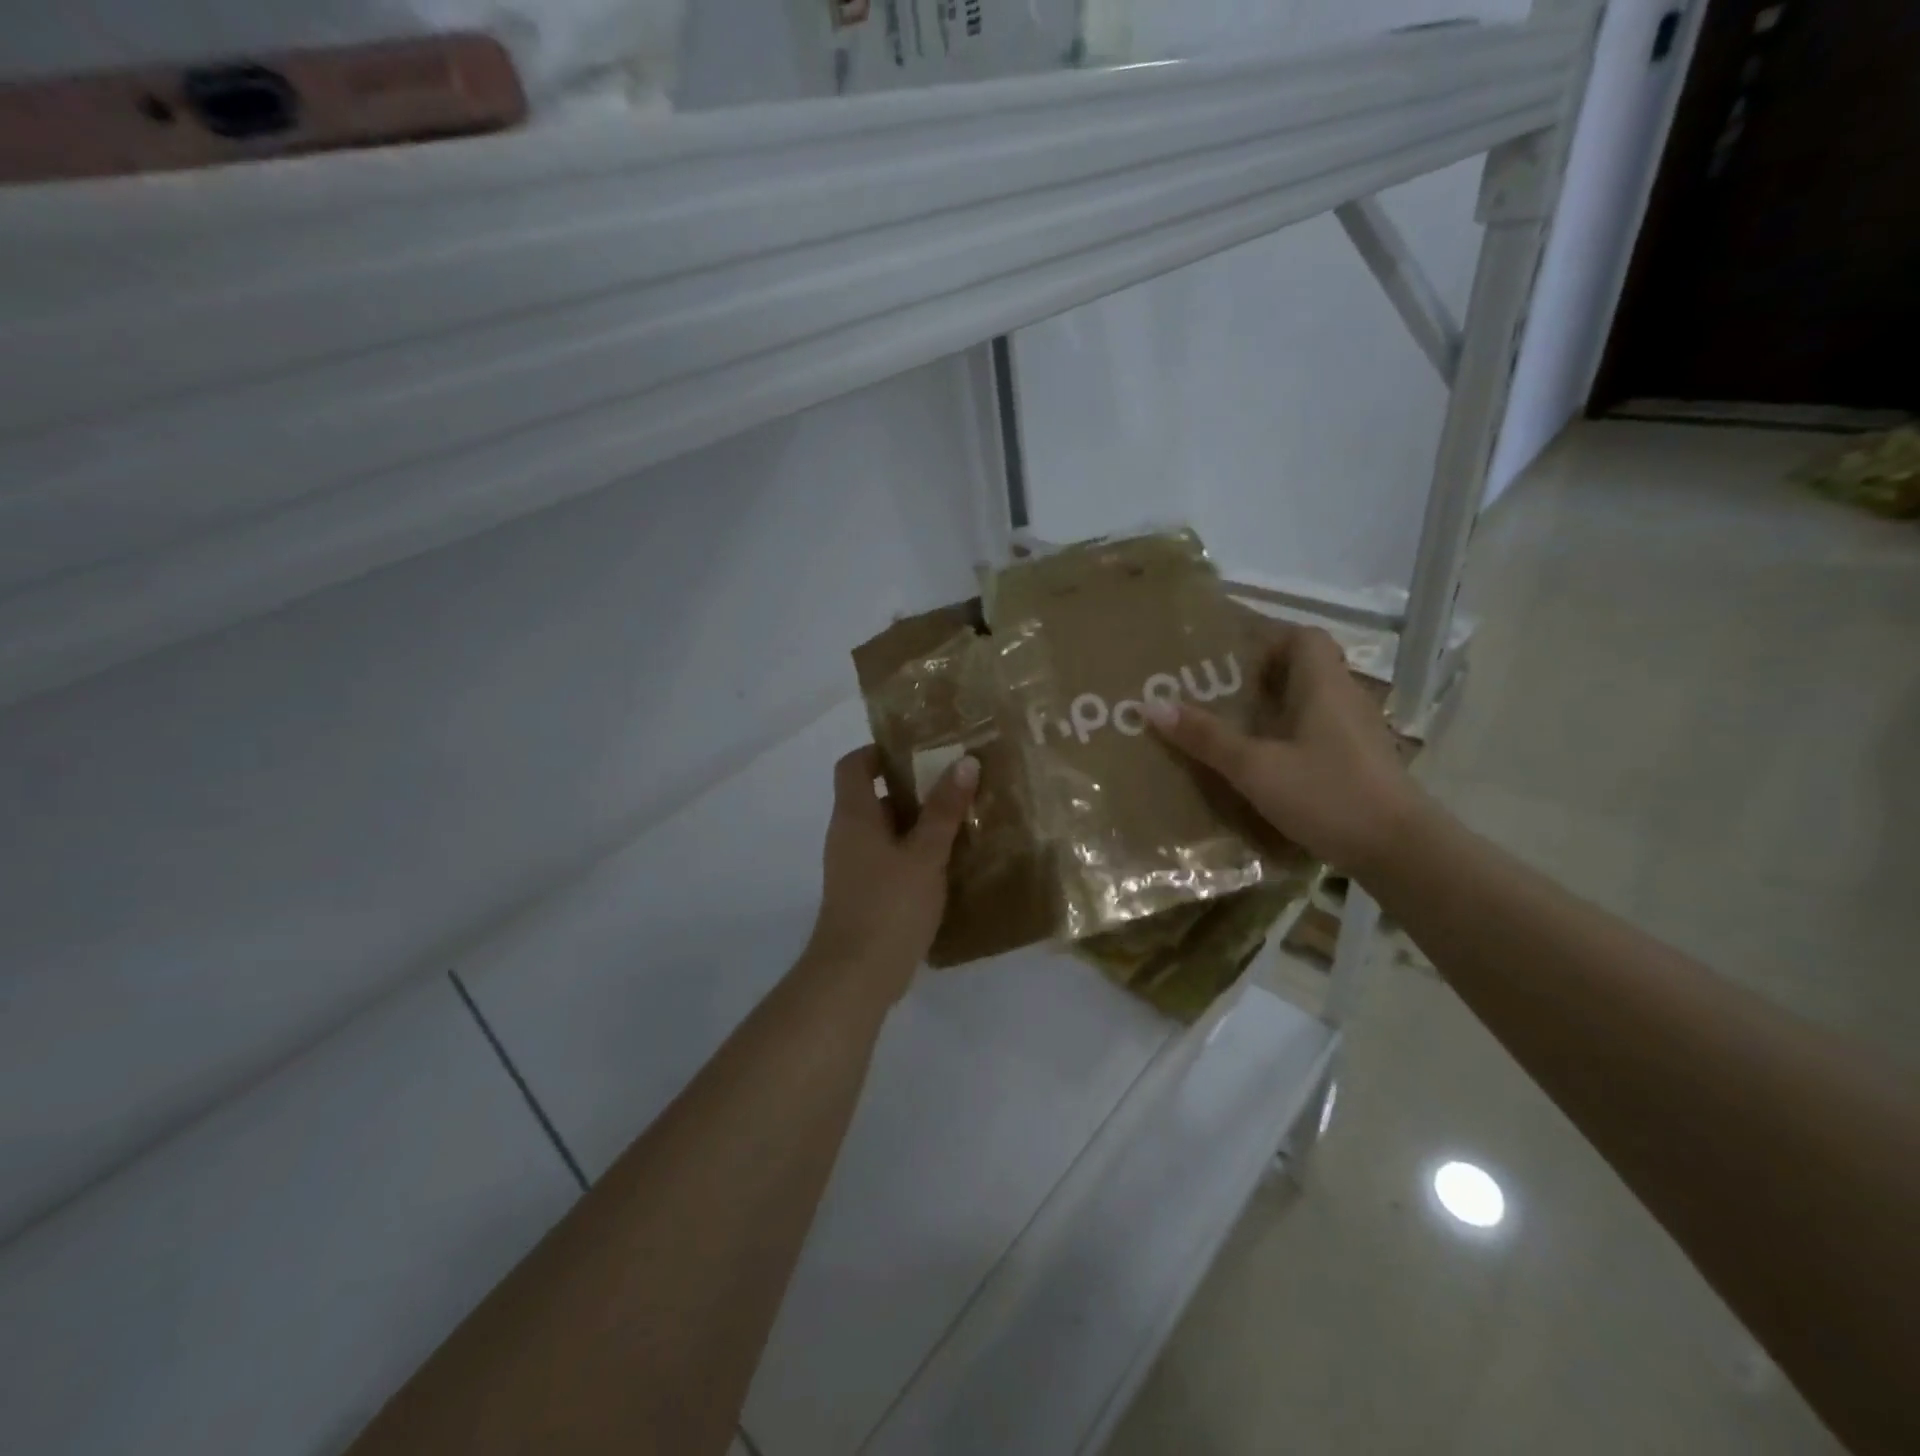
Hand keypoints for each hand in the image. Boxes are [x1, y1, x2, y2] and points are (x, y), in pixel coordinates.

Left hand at [804, 745, 978, 1000]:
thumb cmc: (888, 905)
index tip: (919, 750)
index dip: (879, 751)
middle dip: (912, 787)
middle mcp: (847, 835)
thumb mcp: (925, 853)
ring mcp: (854, 867)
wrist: (856, 976)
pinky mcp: (865, 894)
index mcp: (853, 815)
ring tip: (961, 818)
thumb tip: (965, 762)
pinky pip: (890, 859)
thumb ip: (944, 809)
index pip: (853, 765)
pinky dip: (915, 852)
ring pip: (886, 830)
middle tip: (955, 782)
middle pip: (873, 796)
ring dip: (918, 822)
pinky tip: (948, 861)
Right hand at [1144, 622, 1422, 875]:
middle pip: (1302, 670)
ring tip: (1227, 729)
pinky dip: (1287, 738)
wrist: (1400, 851)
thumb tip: (1152, 705)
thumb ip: (1207, 737)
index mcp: (1324, 685)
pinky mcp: (1359, 763)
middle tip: (1212, 695)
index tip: (1225, 660)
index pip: (1302, 636)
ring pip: (1308, 704)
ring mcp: (1356, 733)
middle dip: (1257, 679)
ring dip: (1271, 710)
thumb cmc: (1328, 794)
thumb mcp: (1256, 767)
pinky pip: (1316, 734)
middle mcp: (1345, 699)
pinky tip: (1262, 765)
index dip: (1265, 639)